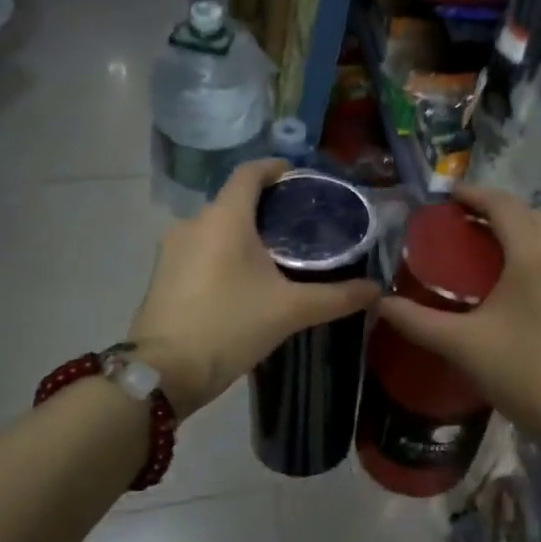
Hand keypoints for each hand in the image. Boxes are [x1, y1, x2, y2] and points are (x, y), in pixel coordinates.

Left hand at [128, 160, 381, 415]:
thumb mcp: (291, 311)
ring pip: (216, 227)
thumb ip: (337, 297)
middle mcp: (194, 223)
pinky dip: (225, 253)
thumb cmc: (229, 326)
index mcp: (224, 218)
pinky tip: (245, 280)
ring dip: (244, 233)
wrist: (164, 373)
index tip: (299, 177)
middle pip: (234, 201)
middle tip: (300, 225)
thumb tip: (377, 289)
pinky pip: (201, 249)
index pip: (250, 173)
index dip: (275, 168)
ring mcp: (172, 249)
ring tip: (277, 255)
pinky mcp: (163, 274)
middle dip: (266, 207)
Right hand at [375, 186, 540, 433]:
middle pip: (529, 214)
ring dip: (519, 229)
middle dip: (496, 209)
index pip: (504, 206)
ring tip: (486, 244)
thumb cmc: (519, 371)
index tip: (448, 196)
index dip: (475, 194)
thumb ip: (417, 320)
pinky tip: (515, 276)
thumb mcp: (461, 344)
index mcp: (534, 256)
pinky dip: (535, 250)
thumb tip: (380, 304)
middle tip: (463, 221)